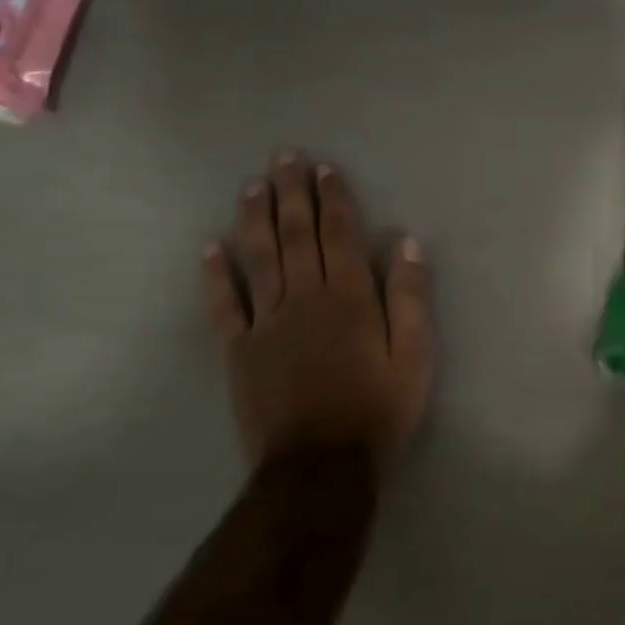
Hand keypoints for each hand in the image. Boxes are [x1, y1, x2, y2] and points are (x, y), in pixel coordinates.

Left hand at [203, 153, 433, 470]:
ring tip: (251, 185)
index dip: (333, 199)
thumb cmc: (378, 410)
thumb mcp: (415, 357)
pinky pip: (225, 305)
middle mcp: (305, 298)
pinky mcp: (239, 350)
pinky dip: (216, 275)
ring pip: (259, 258)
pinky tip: (210, 248)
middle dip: (291, 193)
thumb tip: (406, 243)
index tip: (324, 169)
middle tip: (284, 157)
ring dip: (255, 218)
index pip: (340, 236)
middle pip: (296, 235)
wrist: (321, 466)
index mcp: (350, 298)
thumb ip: (411, 298)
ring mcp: (267, 323)